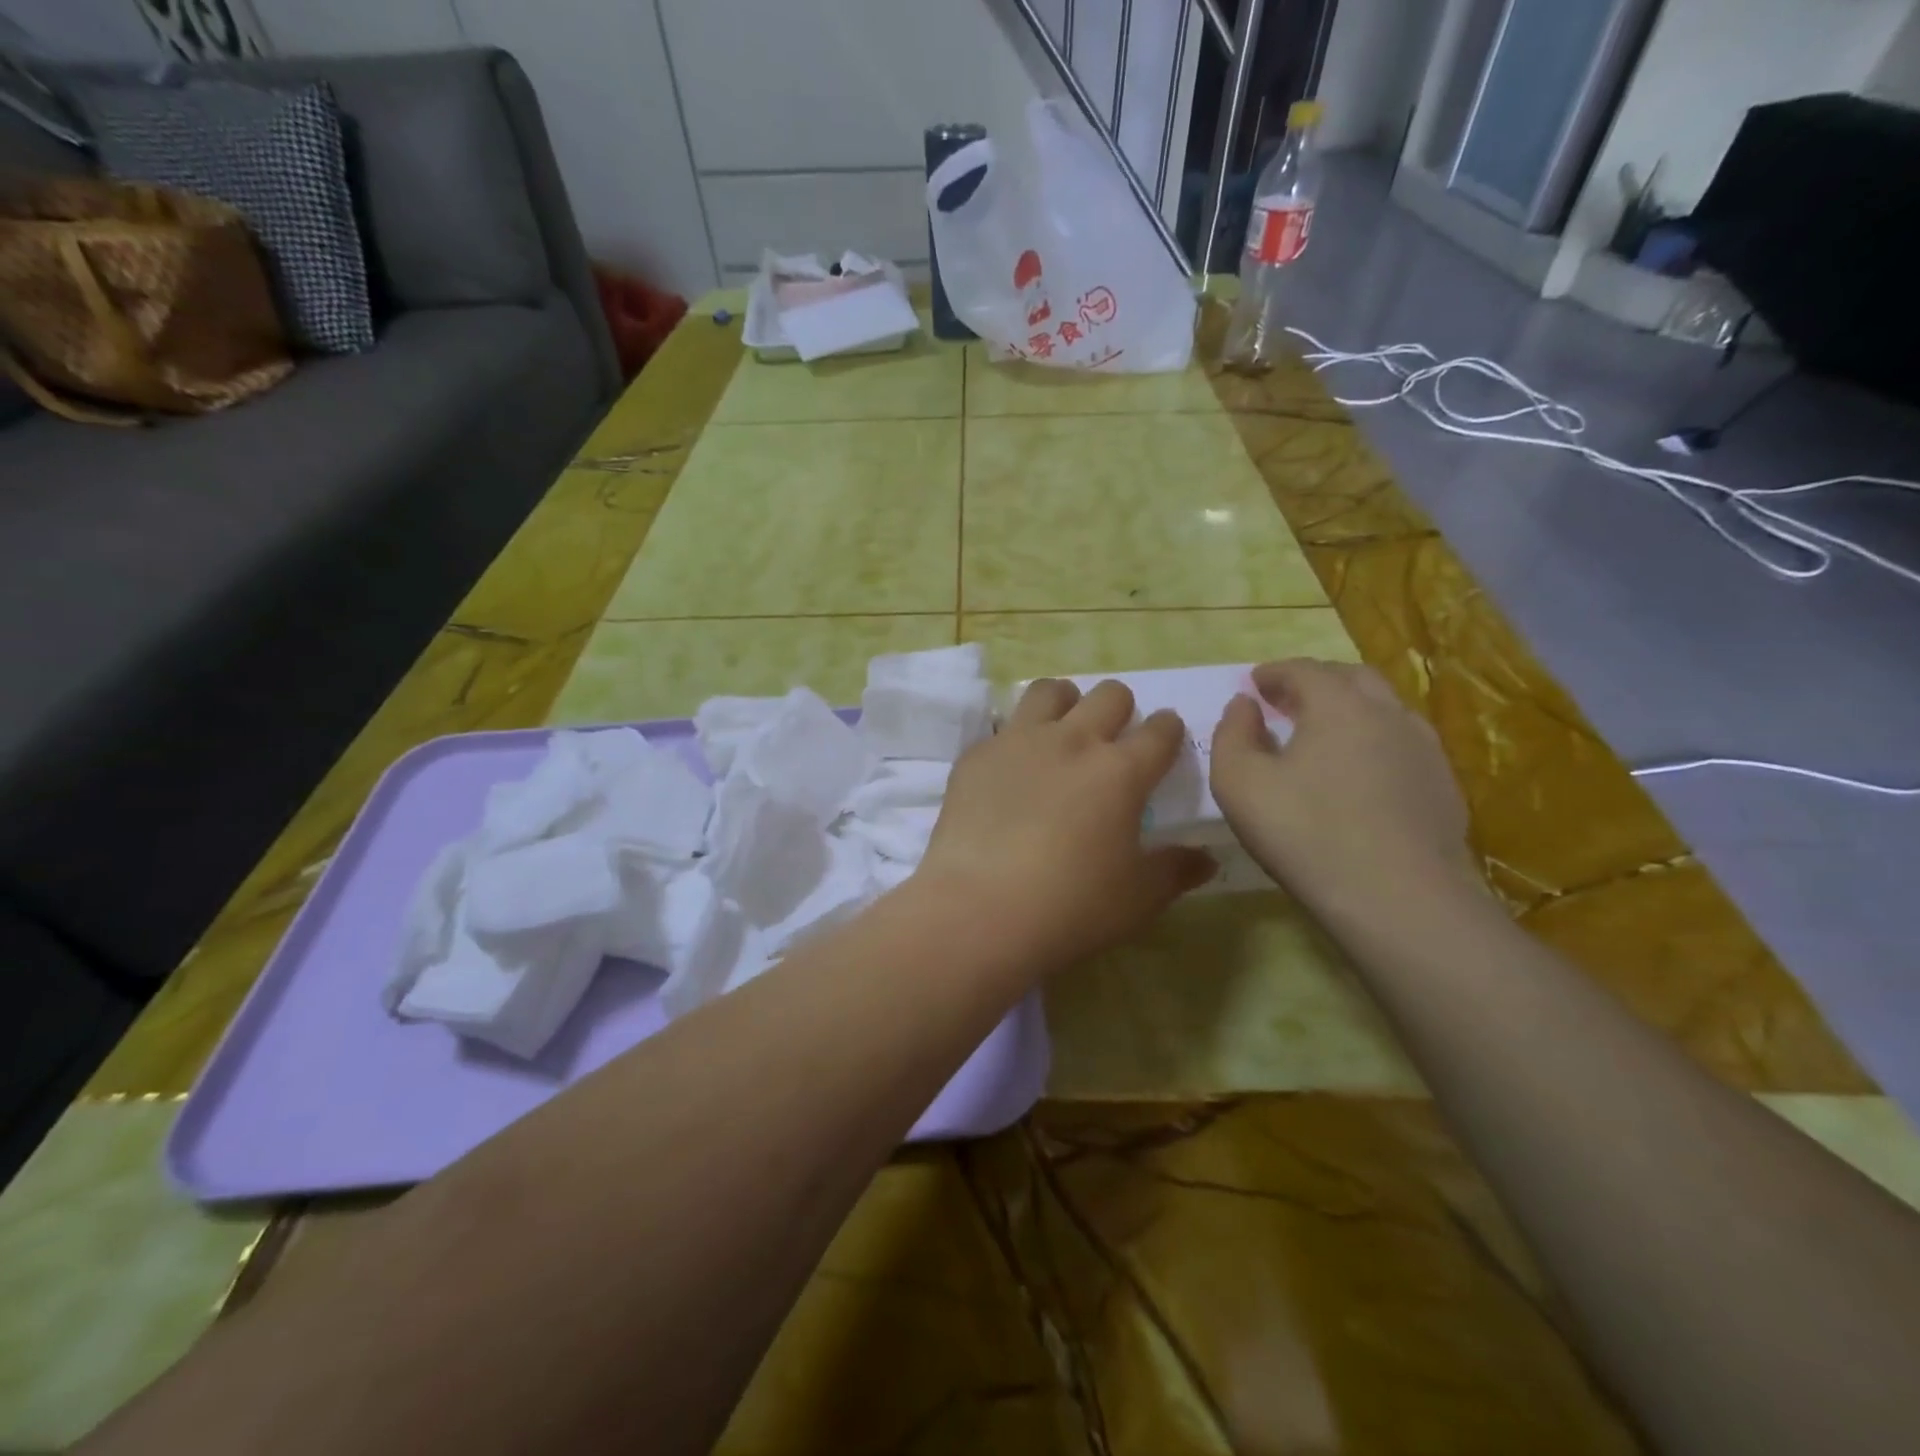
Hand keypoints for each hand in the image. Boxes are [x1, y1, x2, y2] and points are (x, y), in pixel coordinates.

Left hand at [915, 679, 1216, 967]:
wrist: (979, 910)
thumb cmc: (1071, 907)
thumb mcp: (1137, 898)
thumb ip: (1175, 870)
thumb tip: (1207, 859)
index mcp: (1121, 771)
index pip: (1160, 730)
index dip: (1169, 730)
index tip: (1166, 738)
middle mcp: (1073, 741)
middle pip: (1109, 694)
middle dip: (1120, 708)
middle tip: (1112, 739)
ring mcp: (1019, 741)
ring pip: (1050, 690)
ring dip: (1065, 703)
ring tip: (1061, 733)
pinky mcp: (977, 755)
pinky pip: (1002, 727)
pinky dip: (1015, 739)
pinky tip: (1010, 772)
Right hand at [1209, 660, 1475, 920]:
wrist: (1399, 899)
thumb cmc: (1305, 832)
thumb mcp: (1239, 782)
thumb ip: (1232, 733)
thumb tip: (1243, 705)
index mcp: (1338, 704)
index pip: (1303, 670)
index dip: (1274, 672)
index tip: (1255, 682)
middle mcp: (1388, 713)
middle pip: (1352, 678)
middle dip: (1316, 681)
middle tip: (1288, 699)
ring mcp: (1425, 749)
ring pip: (1385, 710)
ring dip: (1350, 709)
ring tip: (1325, 733)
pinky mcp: (1444, 787)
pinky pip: (1403, 745)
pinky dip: (1375, 742)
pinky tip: (1361, 773)